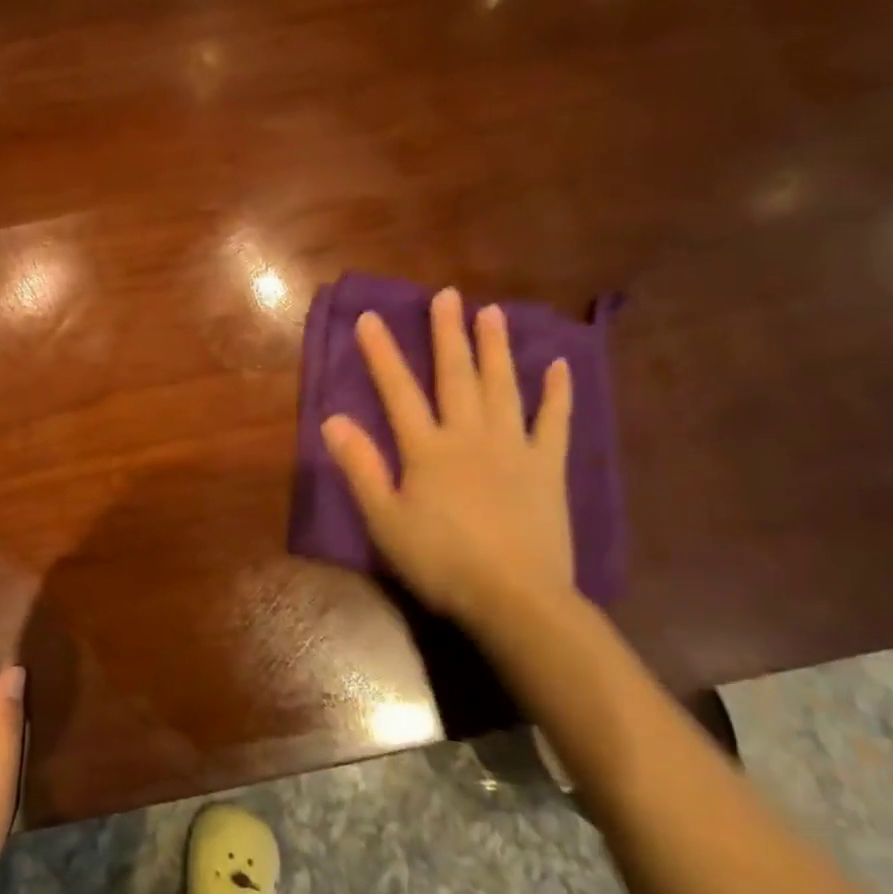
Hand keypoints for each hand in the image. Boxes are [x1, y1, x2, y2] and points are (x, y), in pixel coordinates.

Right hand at [319, 289, 574, 626]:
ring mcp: (513, 448)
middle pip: (456, 376)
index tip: (370, 317)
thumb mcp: (385, 519)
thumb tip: (332, 419)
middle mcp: (469, 436)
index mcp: (427, 449)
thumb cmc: (441, 562)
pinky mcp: (547, 468)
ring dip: (496, 348)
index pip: (398, 390)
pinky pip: (554, 422)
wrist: (516, 598)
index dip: (382, 353)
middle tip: (447, 295)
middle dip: (448, 334)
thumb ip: (361, 466)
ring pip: (503, 387)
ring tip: (493, 313)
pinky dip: (557, 394)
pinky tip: (559, 366)